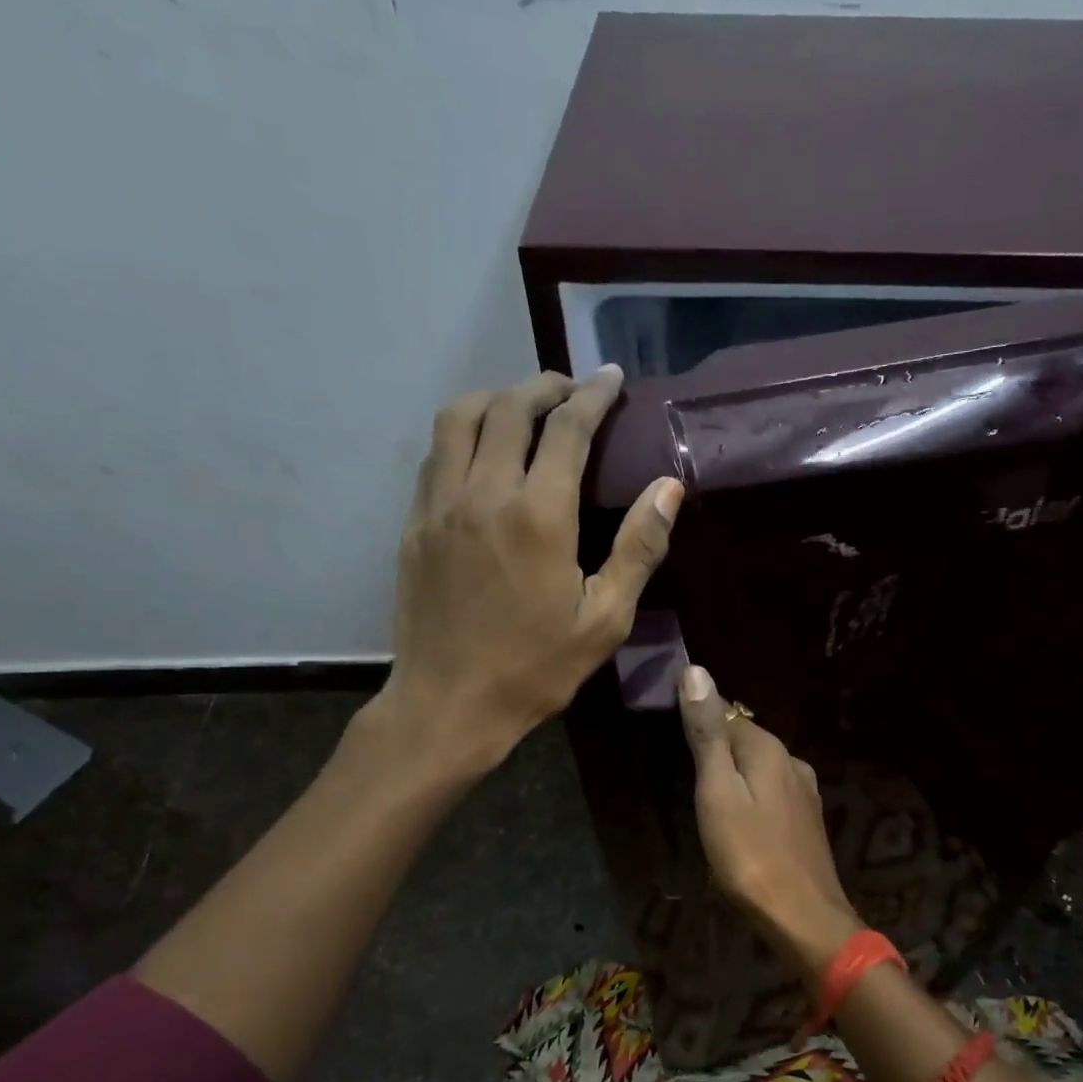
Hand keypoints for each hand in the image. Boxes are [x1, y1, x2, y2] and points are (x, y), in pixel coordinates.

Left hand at [366, 366, 682, 773]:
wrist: (449, 703)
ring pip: (460, 417)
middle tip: (573, 390)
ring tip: (525, 407)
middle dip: (546, 387)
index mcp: (538, 516)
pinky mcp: (415, 522)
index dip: (592, 396)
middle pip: (510, 407)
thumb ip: (638, 548)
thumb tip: (668, 488)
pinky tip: (482, 449)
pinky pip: (435, 453)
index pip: (567, 429)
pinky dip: (463, 431)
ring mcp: (440, 504)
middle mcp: (484, 493)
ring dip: (497, 398)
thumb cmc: (536, 668)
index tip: (611, 378)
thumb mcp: (604, 620)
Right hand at [678, 663, 862, 975]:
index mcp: (769, 750)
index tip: (670, 721)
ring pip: (761, 767)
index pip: (728, 714)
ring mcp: (805, 792)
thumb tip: (697, 671)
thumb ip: (709, 734)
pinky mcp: (807, 821)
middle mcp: (793, 762)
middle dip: (718, 743)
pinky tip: (740, 814)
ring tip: (706, 789)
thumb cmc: (749, 854)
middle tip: (682, 761)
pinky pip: (772, 792)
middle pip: (747, 740)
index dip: (700, 715)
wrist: (803, 916)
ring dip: (736, 771)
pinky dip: (752, 793)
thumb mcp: (718, 791)